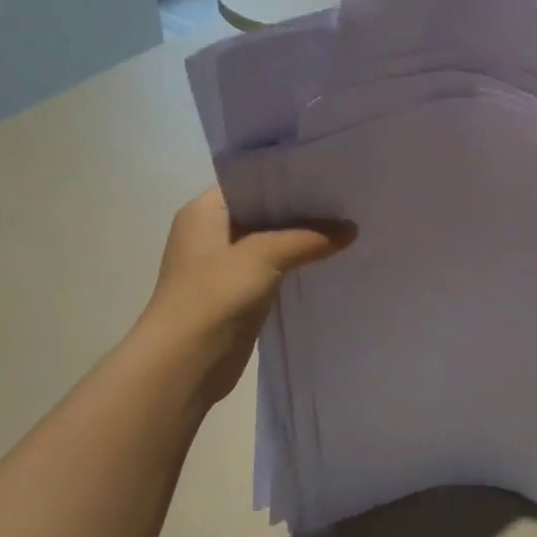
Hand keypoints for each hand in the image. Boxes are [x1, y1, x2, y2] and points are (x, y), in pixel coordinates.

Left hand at [142, 187, 352, 412]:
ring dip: (302, 238)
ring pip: (271, 241)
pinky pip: (274, 268)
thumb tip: (352, 229)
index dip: (287, 175)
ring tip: (346, 224)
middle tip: (346, 198)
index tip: (327, 172)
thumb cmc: (213, 295)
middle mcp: (212, 232)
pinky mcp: (239, 293)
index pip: (250, 179)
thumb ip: (308, 237)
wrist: (184, 364)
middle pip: (264, 210)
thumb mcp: (263, 256)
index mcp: (204, 211)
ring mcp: (225, 265)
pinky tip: (329, 258)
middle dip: (302, 208)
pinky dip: (297, 264)